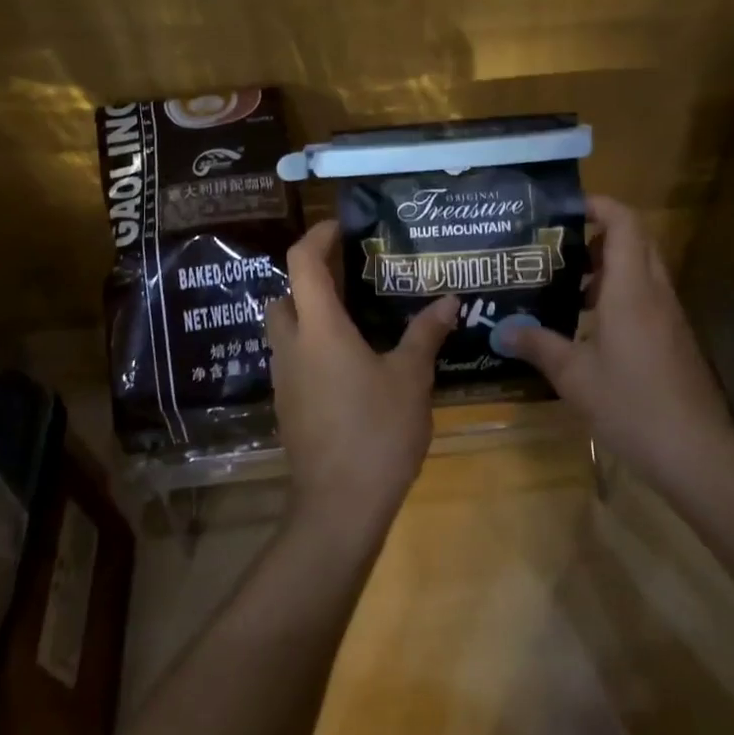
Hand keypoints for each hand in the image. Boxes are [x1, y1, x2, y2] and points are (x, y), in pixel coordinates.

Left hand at [267, 218, 458, 540]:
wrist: (338, 508)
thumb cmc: (376, 432)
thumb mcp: (411, 378)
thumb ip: (426, 334)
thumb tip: (449, 300)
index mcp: (319, 328)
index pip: (302, 262)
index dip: (317, 236)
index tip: (341, 226)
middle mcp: (292, 346)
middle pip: (285, 294)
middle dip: (310, 276)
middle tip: (351, 273)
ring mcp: (284, 379)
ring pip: (286, 328)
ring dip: (311, 312)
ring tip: (357, 314)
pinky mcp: (288, 406)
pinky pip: (294, 359)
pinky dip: (314, 345)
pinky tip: (351, 361)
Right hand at [500, 195, 733, 493]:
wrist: (695, 452)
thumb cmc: (631, 404)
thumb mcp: (574, 376)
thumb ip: (538, 345)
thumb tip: (504, 329)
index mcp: (630, 289)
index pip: (624, 223)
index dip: (599, 205)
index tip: (565, 208)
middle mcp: (654, 292)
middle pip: (635, 240)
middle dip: (599, 235)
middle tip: (559, 248)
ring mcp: (669, 316)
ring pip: (642, 269)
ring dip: (608, 267)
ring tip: (568, 286)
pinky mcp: (674, 338)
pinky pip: (646, 296)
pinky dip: (619, 294)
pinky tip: (590, 326)